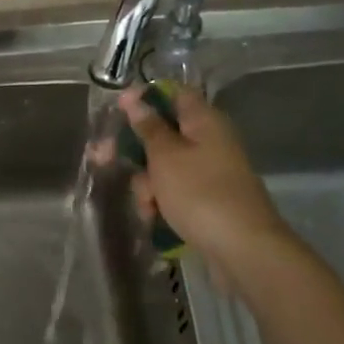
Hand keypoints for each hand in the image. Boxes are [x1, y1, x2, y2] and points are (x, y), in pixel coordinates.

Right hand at [118, 86, 294, 277]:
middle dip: (134, 151)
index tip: (117, 108)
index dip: (145, 97)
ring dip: (147, 184)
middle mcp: (208, 142)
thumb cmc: (200, 193)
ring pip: (163, 167)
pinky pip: (174, 192)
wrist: (241, 248)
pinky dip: (161, 202)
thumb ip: (148, 127)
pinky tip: (154, 218)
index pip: (174, 94)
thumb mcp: (166, 156)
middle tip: (101, 158)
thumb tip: (136, 99)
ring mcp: (208, 172)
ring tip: (148, 205)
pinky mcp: (206, 200)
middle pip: (162, 134)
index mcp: (204, 122)